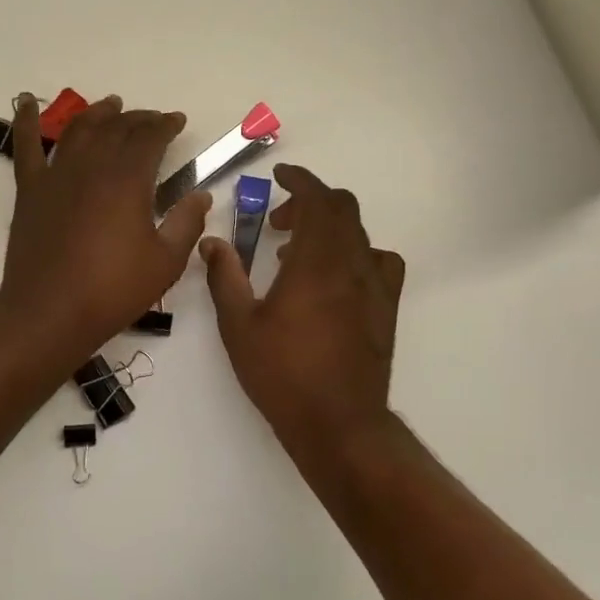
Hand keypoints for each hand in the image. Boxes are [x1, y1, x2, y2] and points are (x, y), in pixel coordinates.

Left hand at [0, 94, 211, 356]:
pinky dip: (25, 120)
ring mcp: (57, 175)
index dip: (166, 125)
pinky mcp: (30, 190)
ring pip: (78, 129)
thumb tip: (202, 195)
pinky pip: (25, 146)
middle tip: (152, 119)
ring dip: (98, 113)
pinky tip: (25, 101)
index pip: (150, 138)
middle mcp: (92, 166)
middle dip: (138, 119)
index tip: (177, 121)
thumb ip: (187, 223)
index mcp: (128, 180)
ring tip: (111, 105)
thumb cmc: (113, 290)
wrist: (50, 312)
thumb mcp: (165, 262)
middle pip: (117, 128)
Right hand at [201, 164, 404, 456]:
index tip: (281, 175)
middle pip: (343, 210)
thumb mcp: (239, 326)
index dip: (301, 180)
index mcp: (316, 263)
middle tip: (279, 221)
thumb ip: (224, 278)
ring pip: (360, 234)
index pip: (318, 200)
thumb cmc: (283, 374)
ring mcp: (376, 287)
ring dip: (330, 228)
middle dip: (310, 203)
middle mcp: (353, 266)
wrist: (339, 424)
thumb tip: (212, 243)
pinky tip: (336, 279)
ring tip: (298, 255)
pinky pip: (379, 262)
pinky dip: (356, 253)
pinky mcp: (388, 309)